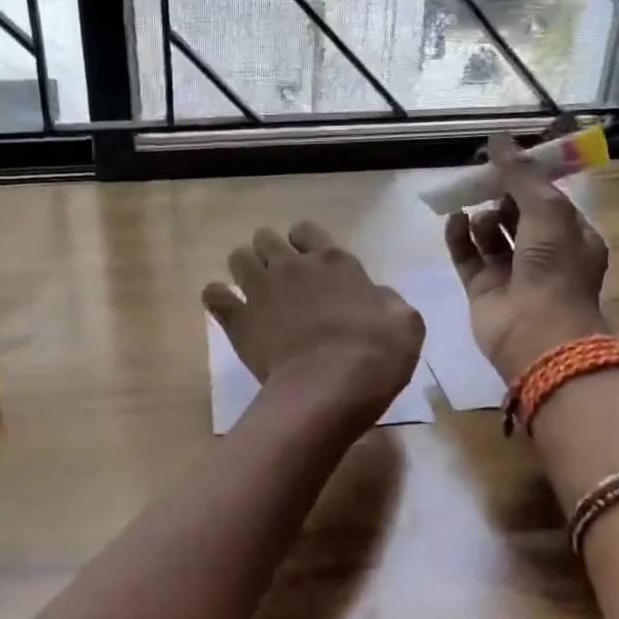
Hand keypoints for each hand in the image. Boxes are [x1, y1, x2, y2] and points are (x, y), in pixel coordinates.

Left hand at [204, 222, 424, 431]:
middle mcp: (293, 265)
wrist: (330, 386)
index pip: (307, 232)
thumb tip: (376, 297)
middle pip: (266, 239)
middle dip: (267, 252)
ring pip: (238, 258)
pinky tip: (224, 308)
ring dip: (242, 269)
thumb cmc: (375, 354)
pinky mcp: (238, 319)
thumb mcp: (405, 323)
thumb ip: (387, 301)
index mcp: (334, 262)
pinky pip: (214, 295)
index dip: (303, 243)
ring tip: (250, 290)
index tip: (306, 261)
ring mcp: (261, 289)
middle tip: (276, 277)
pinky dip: (216, 298)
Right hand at [444, 134, 610, 380]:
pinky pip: (467, 255)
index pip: (547, 199)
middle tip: (483, 180)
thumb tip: (497, 140)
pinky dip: (459, 237)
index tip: (504, 160)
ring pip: (490, 235)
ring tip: (474, 212)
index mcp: (571, 236)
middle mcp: (543, 254)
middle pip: (516, 215)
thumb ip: (521, 175)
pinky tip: (453, 220)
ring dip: (481, 217)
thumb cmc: (554, 268)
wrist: (536, 332)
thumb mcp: (548, 211)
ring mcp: (510, 273)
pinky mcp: (481, 289)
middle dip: (500, 197)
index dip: (527, 179)